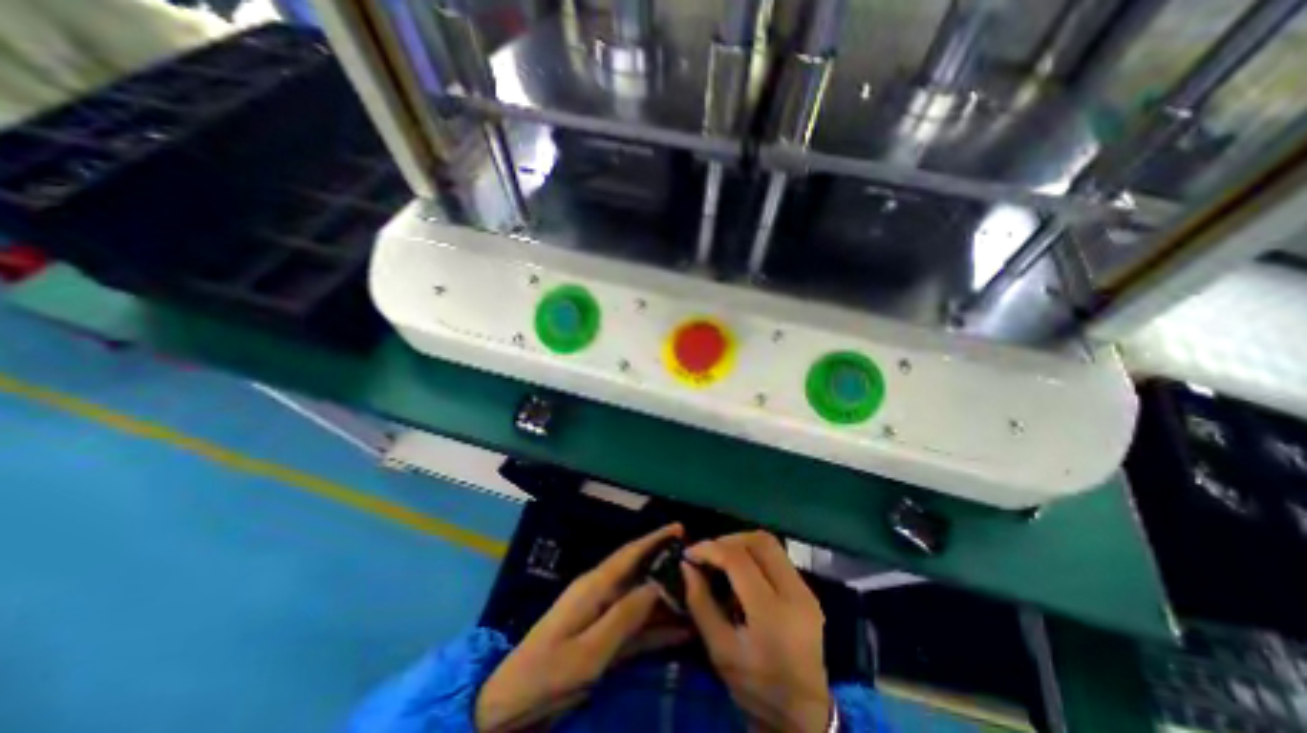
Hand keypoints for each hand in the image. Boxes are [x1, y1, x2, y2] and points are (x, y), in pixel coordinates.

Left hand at [475, 523, 687, 729]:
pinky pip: (636, 626)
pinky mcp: (603, 635)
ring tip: (697, 597)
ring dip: (666, 599)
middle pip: (639, 573)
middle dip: (666, 566)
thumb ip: (624, 616)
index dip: (655, 539)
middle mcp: (601, 592)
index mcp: (595, 586)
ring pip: (641, 600)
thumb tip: (656, 586)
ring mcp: (601, 614)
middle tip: (697, 566)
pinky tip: (680, 631)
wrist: (514, 703)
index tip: (680, 528)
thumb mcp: (589, 650)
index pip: (630, 554)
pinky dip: (657, 627)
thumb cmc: (549, 672)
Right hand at [680, 534, 830, 732]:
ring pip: (771, 544)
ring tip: (721, 558)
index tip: (690, 553)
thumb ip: (700, 603)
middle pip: (760, 541)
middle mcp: (795, 594)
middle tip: (708, 553)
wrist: (803, 716)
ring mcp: (806, 591)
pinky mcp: (808, 591)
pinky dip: (754, 555)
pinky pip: (778, 558)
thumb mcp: (720, 650)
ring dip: (742, 544)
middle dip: (728, 540)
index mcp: (772, 613)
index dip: (710, 549)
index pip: (738, 560)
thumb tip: (686, 565)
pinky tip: (741, 572)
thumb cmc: (756, 687)